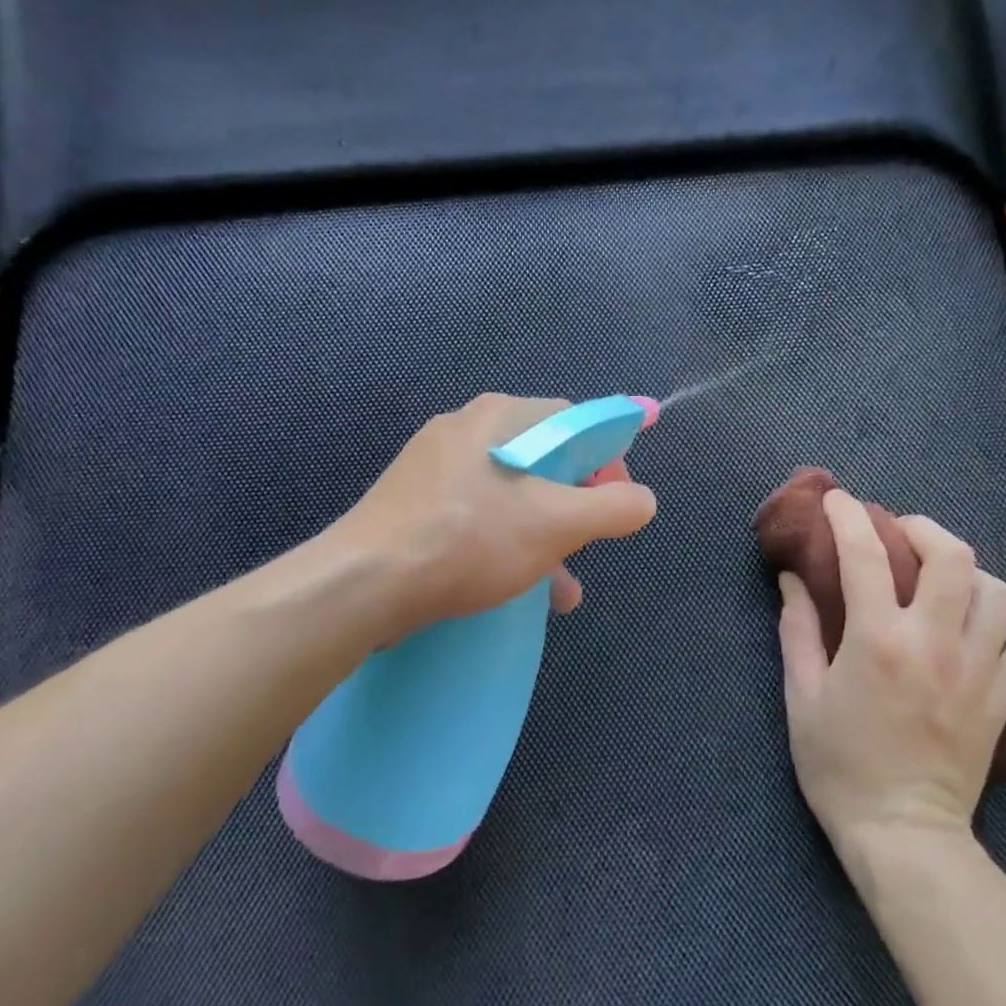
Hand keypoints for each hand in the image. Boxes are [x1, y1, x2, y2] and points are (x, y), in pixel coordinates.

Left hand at [325, 395, 656, 646]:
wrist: (361, 585)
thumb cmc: (469, 540)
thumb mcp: (558, 524)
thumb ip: (614, 508)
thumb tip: (644, 501)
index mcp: (501, 416)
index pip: (576, 422)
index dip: (609, 461)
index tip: (617, 504)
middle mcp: (466, 429)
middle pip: (545, 459)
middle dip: (575, 506)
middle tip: (586, 544)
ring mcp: (434, 467)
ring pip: (512, 494)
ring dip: (544, 536)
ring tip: (562, 589)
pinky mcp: (413, 504)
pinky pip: (477, 515)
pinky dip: (506, 544)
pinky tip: (517, 589)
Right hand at [777, 489, 1005, 857]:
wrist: (904, 836)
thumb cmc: (840, 767)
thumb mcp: (803, 697)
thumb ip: (798, 630)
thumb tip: (792, 580)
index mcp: (878, 640)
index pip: (865, 554)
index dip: (848, 516)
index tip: (837, 500)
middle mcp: (935, 642)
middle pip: (952, 555)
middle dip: (924, 528)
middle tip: (901, 533)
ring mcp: (977, 669)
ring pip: (996, 590)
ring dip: (966, 572)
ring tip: (941, 579)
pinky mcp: (1003, 698)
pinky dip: (993, 623)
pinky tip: (970, 631)